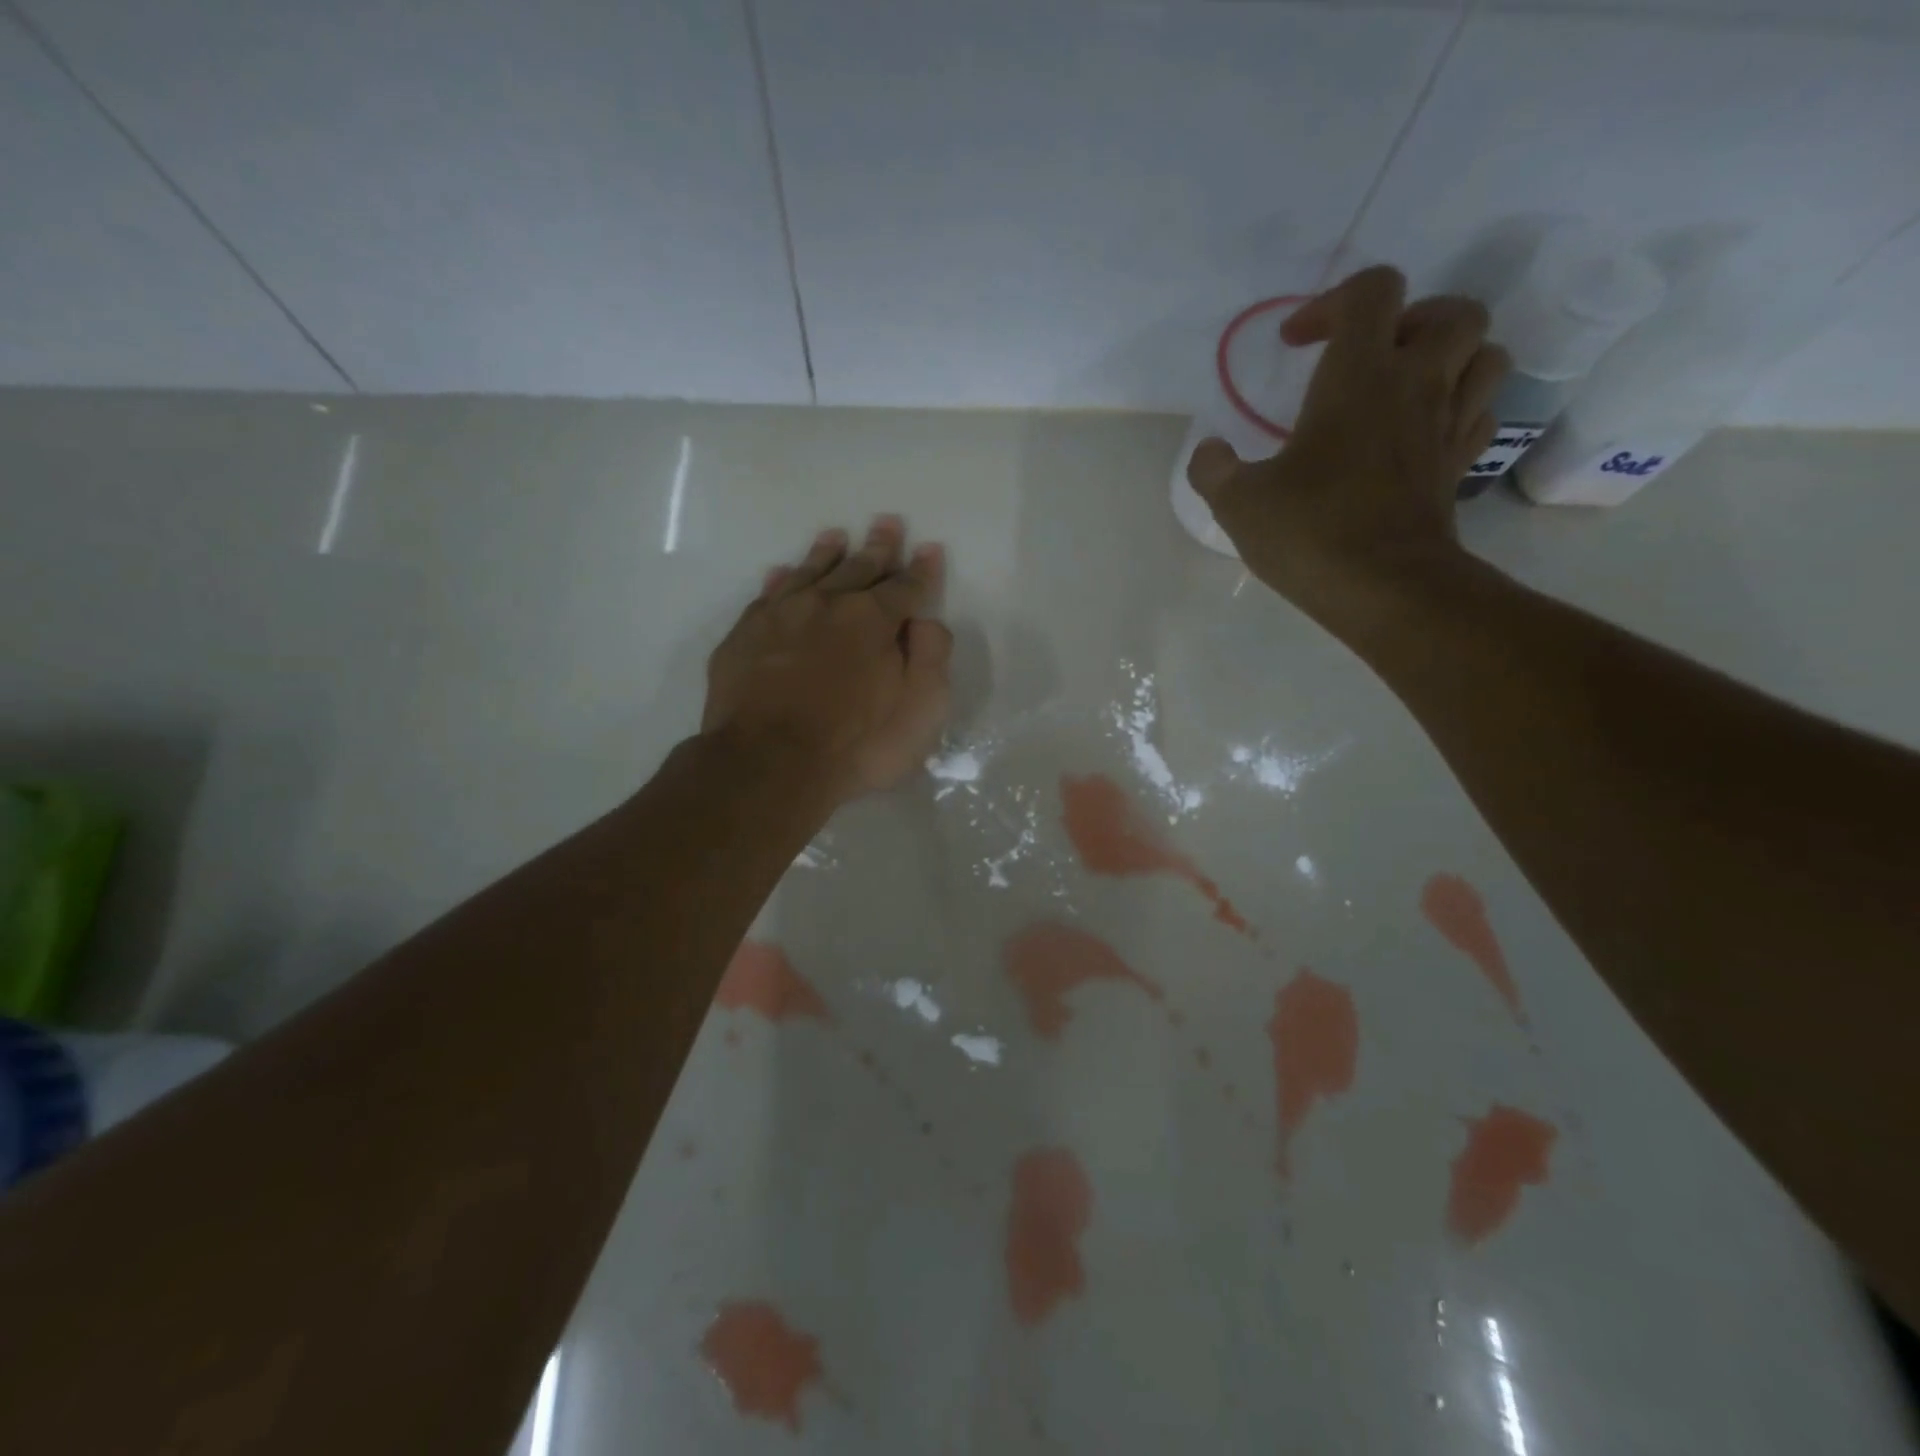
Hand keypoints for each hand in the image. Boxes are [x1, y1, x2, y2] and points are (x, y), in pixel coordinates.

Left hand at [702, 516, 952, 802]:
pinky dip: (780, 581)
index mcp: (874, 620)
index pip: (906, 586)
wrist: (768, 766)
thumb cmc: (856, 746)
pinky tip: (782, 573)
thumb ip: (931, 658)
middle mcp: (827, 604)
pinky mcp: (744, 636)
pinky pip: (767, 595)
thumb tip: (924, 621)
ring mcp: (780, 616)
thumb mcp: (921, 711)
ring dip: (827, 554)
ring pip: (810, 572)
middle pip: (858, 568)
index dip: (922, 570)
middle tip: (887, 523)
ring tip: (836, 537)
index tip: (930, 550)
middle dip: (878, 547)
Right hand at [1189, 265, 1509, 631]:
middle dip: (1410, 320)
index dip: (1332, 303)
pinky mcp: (1459, 466)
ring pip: (1485, 354)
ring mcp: (1447, 425)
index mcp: (1360, 375)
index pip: (1372, 291)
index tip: (1295, 345)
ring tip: (1404, 388)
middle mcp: (1416, 384)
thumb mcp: (1237, 502)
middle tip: (1367, 360)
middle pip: (1453, 311)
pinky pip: (1480, 413)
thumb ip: (1213, 469)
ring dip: (1450, 358)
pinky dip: (1458, 409)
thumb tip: (1210, 452)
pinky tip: (1421, 433)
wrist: (1384, 587)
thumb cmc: (1310, 531)